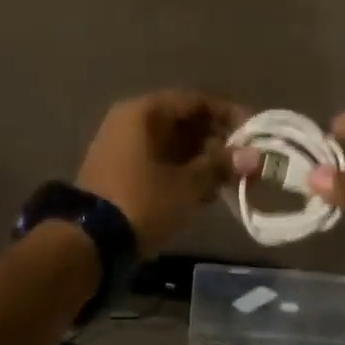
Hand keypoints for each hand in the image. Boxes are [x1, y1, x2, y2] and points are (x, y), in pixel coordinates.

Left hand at [75, 90, 248, 254]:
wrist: (89, 243)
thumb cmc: (142, 201)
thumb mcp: (188, 184)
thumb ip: (221, 165)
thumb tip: (255, 156)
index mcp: (143, 112)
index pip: (194, 101)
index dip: (227, 114)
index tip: (255, 132)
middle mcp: (130, 122)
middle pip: (184, 122)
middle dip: (217, 141)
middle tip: (246, 163)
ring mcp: (122, 148)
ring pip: (173, 145)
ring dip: (203, 160)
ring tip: (231, 181)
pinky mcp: (121, 173)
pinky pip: (160, 162)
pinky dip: (184, 173)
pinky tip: (206, 193)